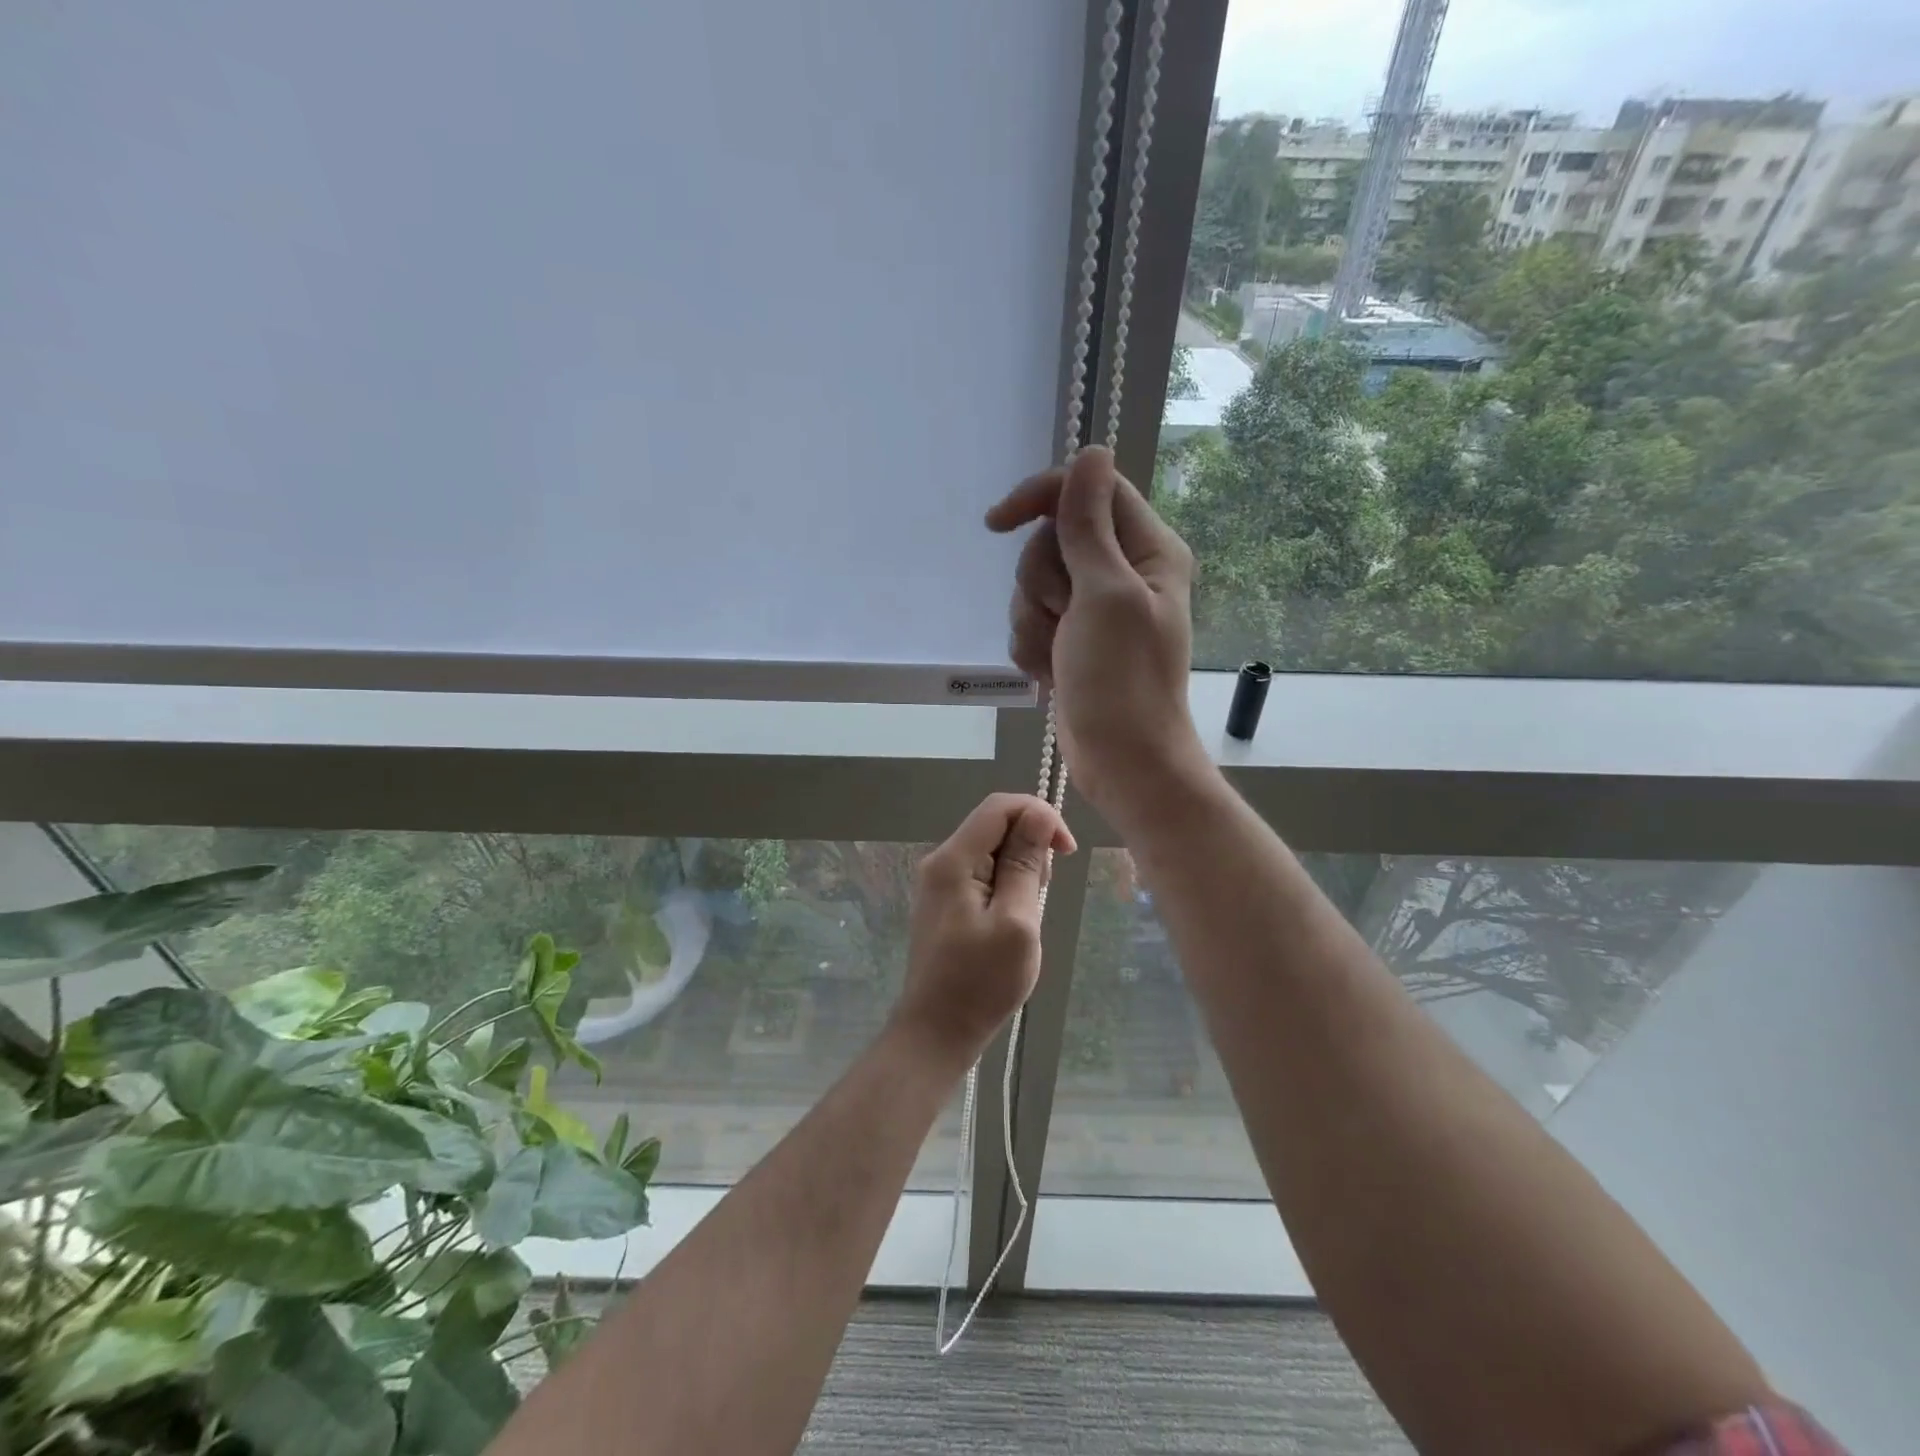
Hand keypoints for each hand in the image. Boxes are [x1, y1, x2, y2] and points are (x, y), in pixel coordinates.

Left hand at [892, 793, 1075, 1065]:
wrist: (936, 1032)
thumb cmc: (981, 982)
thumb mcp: (1016, 921)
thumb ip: (1026, 864)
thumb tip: (1039, 815)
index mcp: (953, 860)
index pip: (999, 806)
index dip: (1039, 814)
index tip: (1066, 851)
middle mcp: (940, 861)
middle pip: (994, 825)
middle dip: (1030, 846)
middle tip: (1042, 896)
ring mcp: (940, 882)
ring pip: (991, 850)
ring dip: (1021, 870)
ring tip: (1027, 916)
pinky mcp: (945, 902)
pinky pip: (982, 874)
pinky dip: (1006, 886)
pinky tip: (1012, 921)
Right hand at [986, 447, 1209, 827]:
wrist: (1122, 761)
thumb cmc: (1122, 681)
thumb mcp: (1105, 595)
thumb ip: (1089, 525)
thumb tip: (1092, 452)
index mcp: (1147, 549)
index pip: (1086, 490)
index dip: (1039, 498)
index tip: (996, 522)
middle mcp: (1122, 570)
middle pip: (1050, 540)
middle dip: (1041, 584)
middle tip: (1065, 619)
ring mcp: (1093, 608)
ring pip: (1032, 584)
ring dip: (1033, 622)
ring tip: (1058, 655)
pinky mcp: (1071, 639)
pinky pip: (1029, 621)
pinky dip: (1031, 647)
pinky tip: (1051, 674)